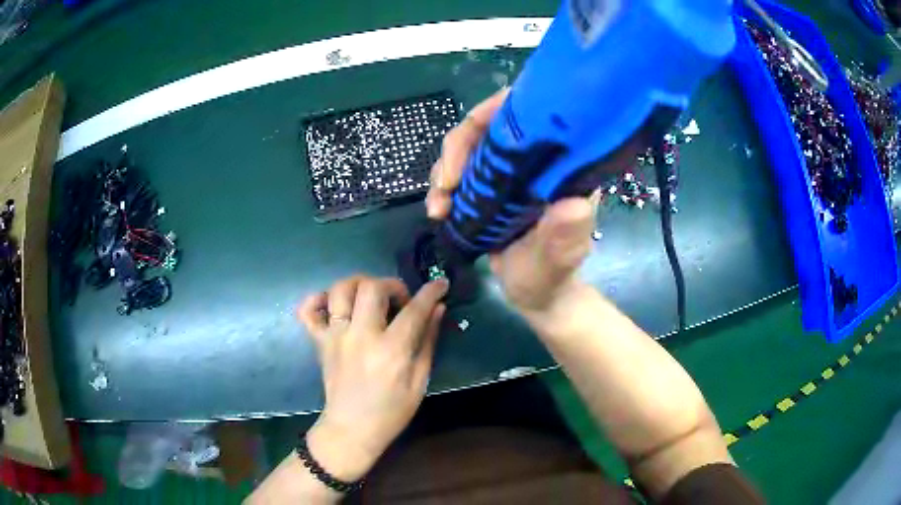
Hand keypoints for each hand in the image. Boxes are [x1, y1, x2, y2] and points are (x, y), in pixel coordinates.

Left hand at [298, 275, 447, 481]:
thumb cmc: (391, 411)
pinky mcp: (319, 342)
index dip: (430, 291)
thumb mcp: (419, 381)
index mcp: (391, 350)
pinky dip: (317, 298)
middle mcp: (360, 336)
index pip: (414, 309)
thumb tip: (437, 309)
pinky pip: (308, 310)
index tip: (440, 284)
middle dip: (392, 285)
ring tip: (370, 297)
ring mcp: (335, 337)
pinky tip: (333, 303)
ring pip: (340, 290)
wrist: (352, 429)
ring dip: (359, 284)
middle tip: (400, 301)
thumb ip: (427, 341)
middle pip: (372, 288)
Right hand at [425, 89, 596, 316]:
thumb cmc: (552, 278)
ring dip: (444, 171)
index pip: (530, 113)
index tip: (470, 140)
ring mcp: (510, 172)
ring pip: (468, 148)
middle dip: (458, 148)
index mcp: (561, 166)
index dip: (496, 111)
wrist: (537, 296)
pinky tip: (437, 212)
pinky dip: (442, 187)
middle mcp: (535, 161)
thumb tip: (574, 205)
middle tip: (446, 185)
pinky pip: (459, 172)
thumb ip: (565, 238)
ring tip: (438, 208)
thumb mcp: (560, 261)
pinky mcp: (490, 187)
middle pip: (489, 125)